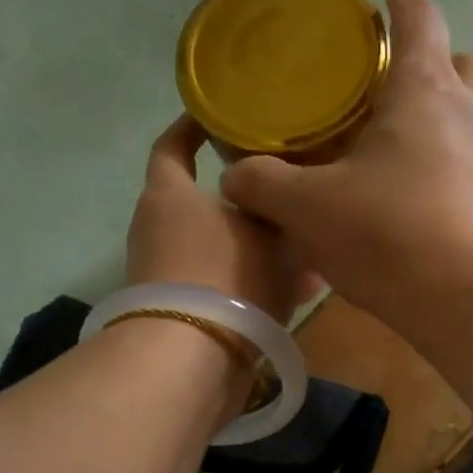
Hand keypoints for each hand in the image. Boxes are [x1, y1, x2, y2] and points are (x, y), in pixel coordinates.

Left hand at [127, 116, 310, 322]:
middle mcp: (160, 230)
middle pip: (208, 203)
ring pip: (226, 248)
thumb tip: (287, 201)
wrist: (192, 358)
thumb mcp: (271, 234)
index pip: (172, 146)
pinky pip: (228, 285)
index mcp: (169, 196)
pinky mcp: (184, 312)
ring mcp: (169, 274)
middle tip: (290, 191)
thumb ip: (282, 212)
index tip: (218, 114)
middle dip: (251, 200)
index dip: (193, 127)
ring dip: (264, 248)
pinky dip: (259, 284)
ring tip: (311, 250)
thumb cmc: (227, 275)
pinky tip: (303, 291)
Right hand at [220, 0, 472, 339]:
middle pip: (460, 64)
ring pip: (468, 115)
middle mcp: (468, 115)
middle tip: (388, 79)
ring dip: (436, 114)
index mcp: (425, 92)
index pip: (419, 19)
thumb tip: (235, 178)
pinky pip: (466, 164)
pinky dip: (437, 162)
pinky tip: (404, 192)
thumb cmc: (393, 236)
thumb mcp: (309, 209)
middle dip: (430, 58)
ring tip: (389, 139)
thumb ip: (263, 184)